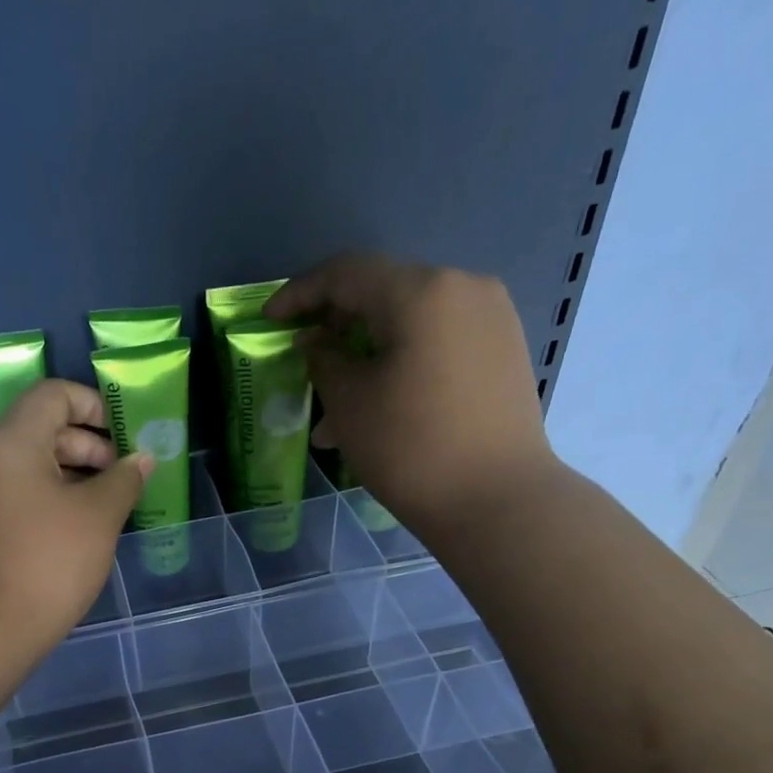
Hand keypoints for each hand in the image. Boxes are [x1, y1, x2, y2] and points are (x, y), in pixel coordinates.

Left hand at [0, 379, 151, 645]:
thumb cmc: (50, 560)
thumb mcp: (98, 515)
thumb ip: (124, 478)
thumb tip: (141, 459)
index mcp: (13, 440)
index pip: (53, 394)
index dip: (94, 405)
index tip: (124, 436)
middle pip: (43, 427)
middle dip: (89, 444)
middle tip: (123, 475)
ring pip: (33, 464)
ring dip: (75, 473)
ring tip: (110, 503)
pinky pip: (22, 493)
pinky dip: (54, 497)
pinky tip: (82, 526)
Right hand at [266, 253, 555, 534]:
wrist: (497, 500)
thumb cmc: (410, 449)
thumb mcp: (349, 403)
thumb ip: (324, 359)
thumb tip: (316, 340)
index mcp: (421, 291)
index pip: (347, 272)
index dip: (300, 293)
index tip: (269, 320)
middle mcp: (463, 288)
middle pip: (383, 294)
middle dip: (336, 328)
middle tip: (304, 361)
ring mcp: (490, 319)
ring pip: (410, 326)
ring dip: (366, 356)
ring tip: (335, 411)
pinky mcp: (503, 352)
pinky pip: (438, 344)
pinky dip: (401, 365)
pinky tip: (379, 408)